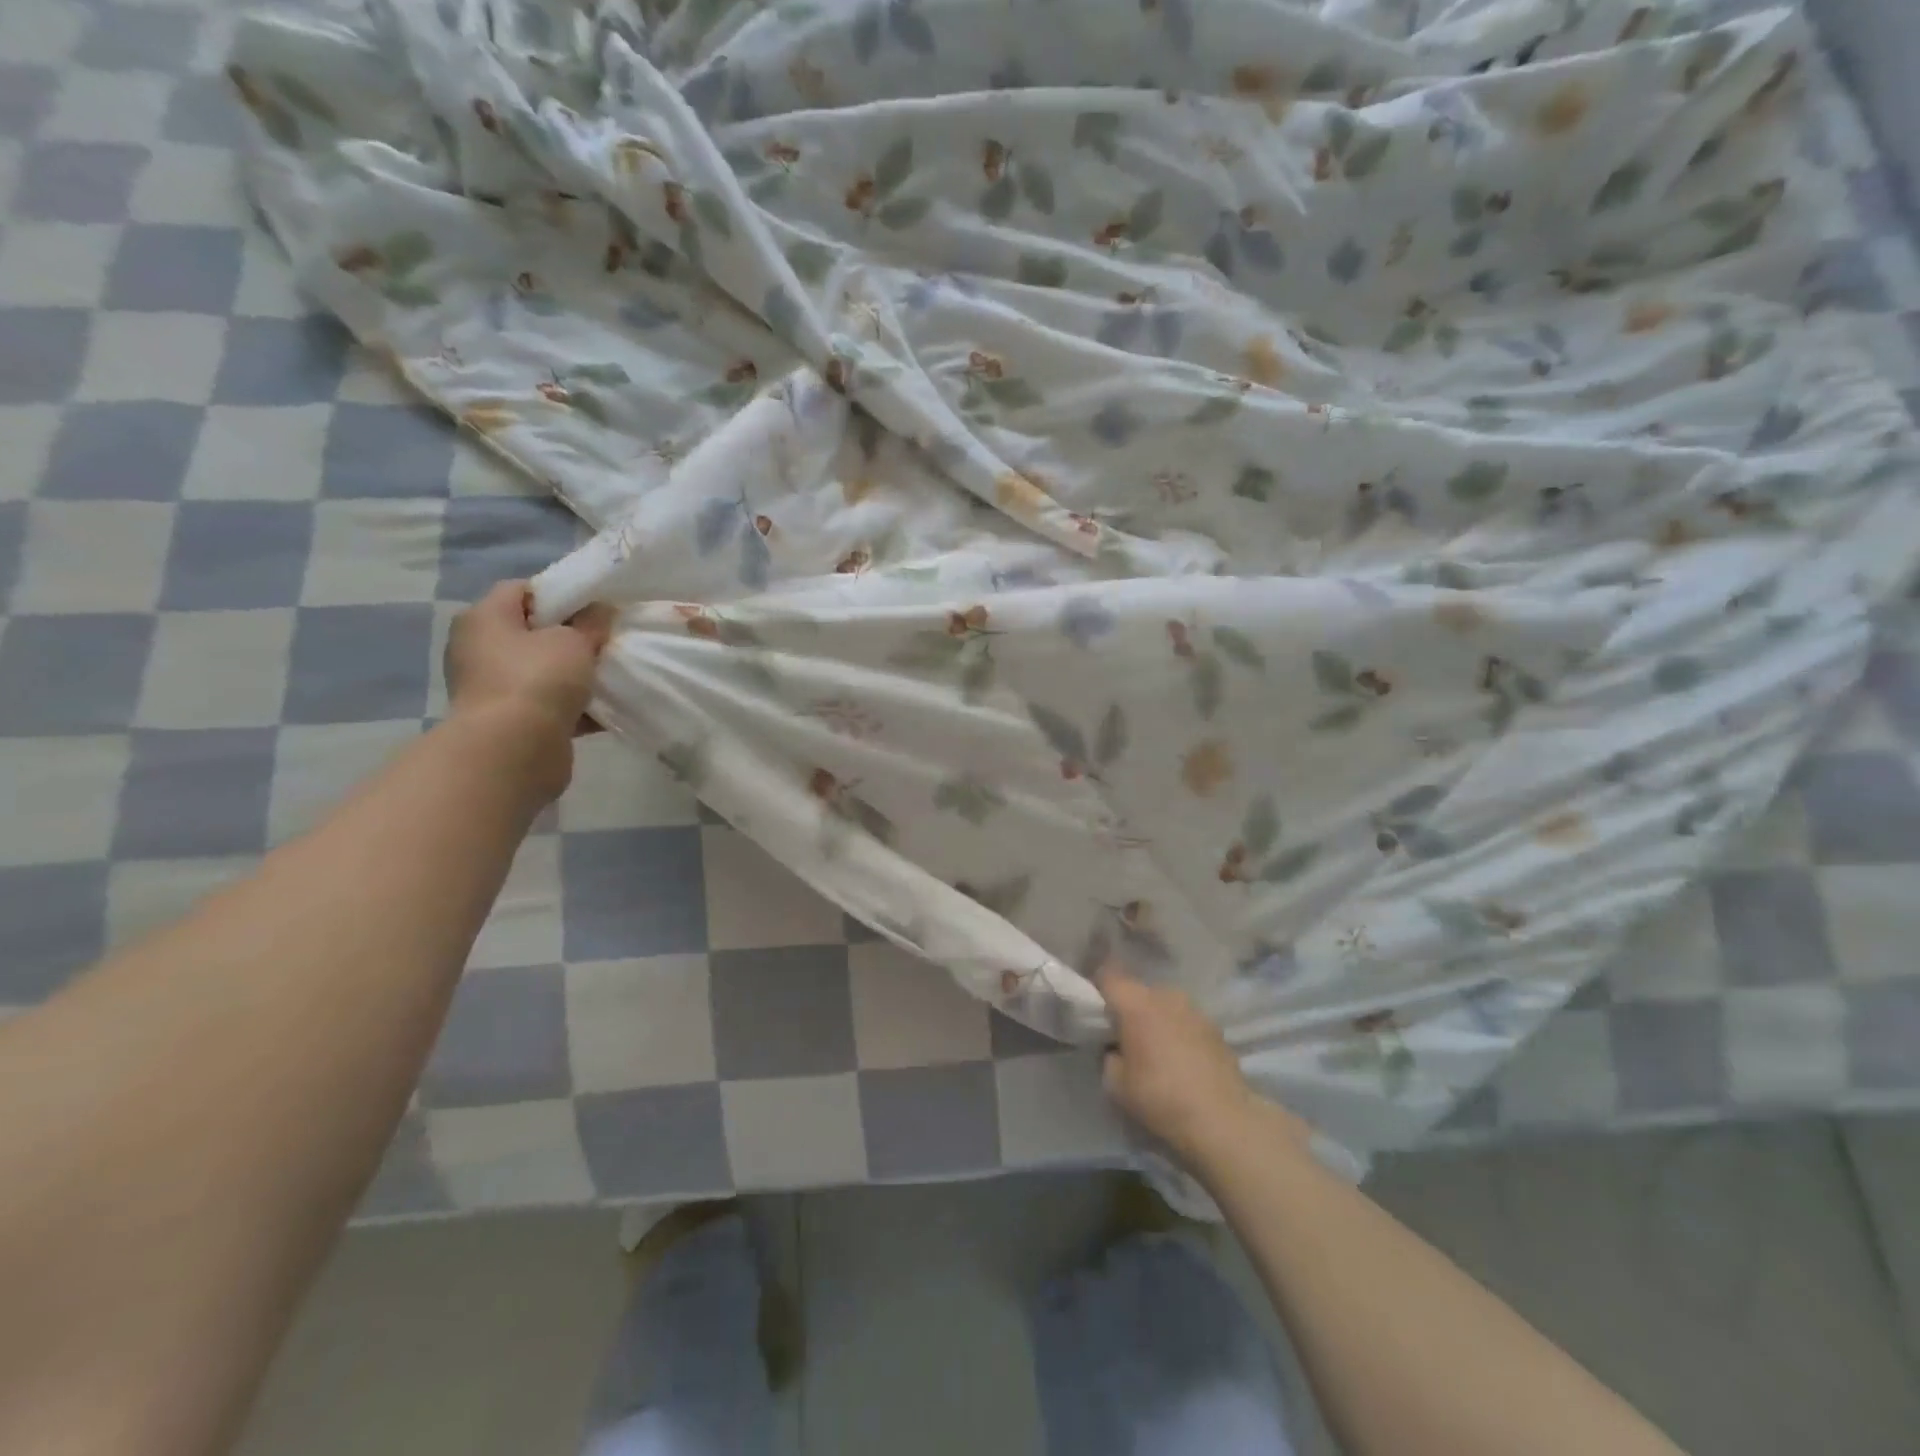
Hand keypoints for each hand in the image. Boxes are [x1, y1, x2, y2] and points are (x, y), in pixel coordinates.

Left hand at [444, 581, 613, 785]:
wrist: (514, 750)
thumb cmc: (538, 679)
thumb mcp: (573, 641)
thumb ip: (590, 623)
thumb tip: (599, 611)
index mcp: (484, 618)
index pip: (521, 589)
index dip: (560, 593)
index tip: (595, 606)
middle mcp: (480, 649)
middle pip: (533, 632)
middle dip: (571, 636)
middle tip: (606, 640)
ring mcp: (493, 688)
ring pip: (544, 671)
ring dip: (576, 674)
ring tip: (611, 674)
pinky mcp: (510, 721)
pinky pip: (549, 705)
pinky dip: (574, 706)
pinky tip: (606, 709)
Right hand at [1099, 965, 1303, 1172]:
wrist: (1221, 1120)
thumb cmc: (1160, 1098)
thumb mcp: (1116, 1084)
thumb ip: (1109, 1056)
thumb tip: (1116, 1048)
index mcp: (1136, 1004)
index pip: (1108, 976)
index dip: (1097, 986)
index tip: (1094, 1006)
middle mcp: (1165, 996)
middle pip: (1138, 990)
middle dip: (1129, 1007)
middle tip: (1123, 1034)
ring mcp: (1194, 1009)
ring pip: (1164, 1004)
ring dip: (1156, 1018)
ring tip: (1155, 1047)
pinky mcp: (1215, 1027)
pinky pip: (1186, 1020)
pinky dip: (1179, 1031)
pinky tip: (1181, 1059)